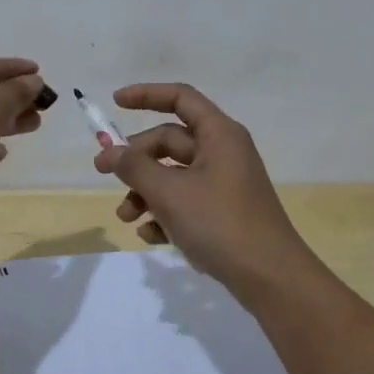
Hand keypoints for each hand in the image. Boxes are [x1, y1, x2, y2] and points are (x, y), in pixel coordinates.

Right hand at [94, 83, 318, 302]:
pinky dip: (165, 214)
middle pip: (170, 141)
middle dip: (136, 159)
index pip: (180, 97)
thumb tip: (110, 152)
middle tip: (103, 173)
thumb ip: (135, 168)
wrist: (270, 278)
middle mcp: (223, 152)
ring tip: (127, 217)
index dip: (146, 95)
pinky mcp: (223, 213)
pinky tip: (151, 236)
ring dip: (146, 191)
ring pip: (174, 175)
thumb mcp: (170, 193)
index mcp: (219, 134)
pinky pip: (186, 202)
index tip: (115, 103)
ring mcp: (224, 184)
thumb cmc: (220, 223)